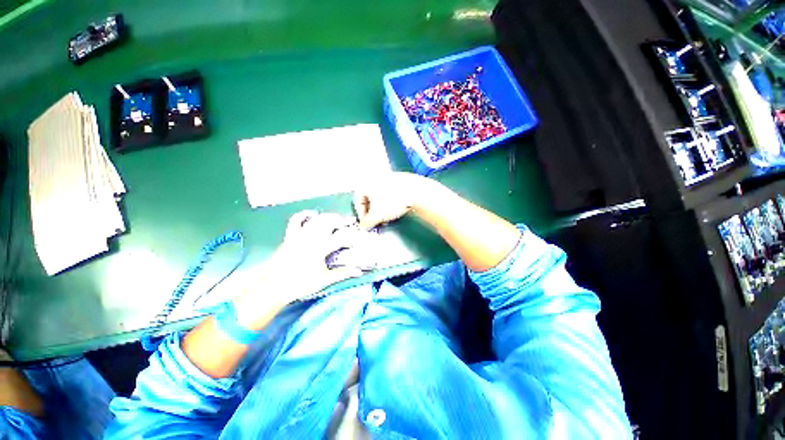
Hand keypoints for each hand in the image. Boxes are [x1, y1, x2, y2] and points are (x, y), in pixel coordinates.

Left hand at [233, 211, 364, 328]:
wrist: (272, 286)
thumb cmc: (300, 284)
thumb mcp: (324, 279)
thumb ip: (343, 273)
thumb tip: (359, 271)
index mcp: (321, 247)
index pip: (341, 237)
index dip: (353, 237)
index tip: (359, 239)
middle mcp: (311, 237)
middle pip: (330, 221)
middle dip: (342, 220)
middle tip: (351, 223)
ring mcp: (299, 234)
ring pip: (317, 219)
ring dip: (329, 216)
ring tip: (337, 219)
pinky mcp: (290, 236)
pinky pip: (296, 220)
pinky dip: (305, 215)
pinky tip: (313, 214)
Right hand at [353, 172, 438, 229]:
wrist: (416, 192)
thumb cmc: (392, 202)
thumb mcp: (377, 216)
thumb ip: (367, 223)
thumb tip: (363, 227)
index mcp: (366, 184)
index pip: (358, 202)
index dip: (361, 215)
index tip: (367, 224)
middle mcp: (376, 178)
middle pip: (370, 199)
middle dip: (373, 213)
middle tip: (377, 222)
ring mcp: (389, 177)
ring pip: (381, 196)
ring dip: (382, 208)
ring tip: (388, 217)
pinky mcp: (401, 179)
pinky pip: (392, 192)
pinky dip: (391, 202)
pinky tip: (397, 208)